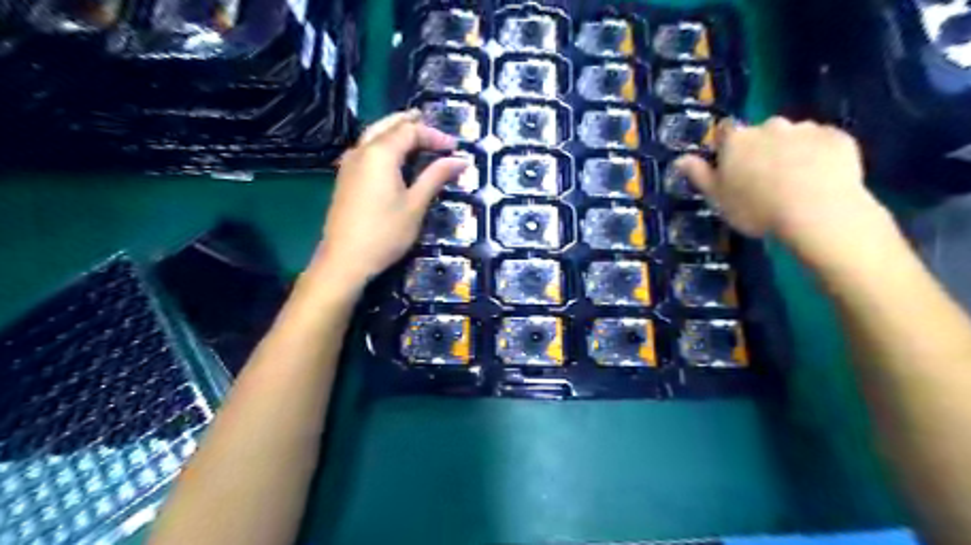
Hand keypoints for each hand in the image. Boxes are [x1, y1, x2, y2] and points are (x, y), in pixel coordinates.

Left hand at [312, 108, 462, 290]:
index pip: (410, 131)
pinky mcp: (345, 178)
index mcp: (380, 153)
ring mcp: (349, 164)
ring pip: (373, 135)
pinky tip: (391, 156)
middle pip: (387, 125)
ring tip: (413, 133)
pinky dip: (383, 144)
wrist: (345, 259)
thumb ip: (436, 177)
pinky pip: (366, 149)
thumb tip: (460, 160)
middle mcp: (361, 151)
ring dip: (394, 131)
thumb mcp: (416, 205)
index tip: (455, 148)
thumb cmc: (385, 233)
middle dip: (410, 122)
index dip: (434, 136)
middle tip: (429, 122)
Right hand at [677, 115, 886, 258]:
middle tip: (764, 179)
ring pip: (794, 136)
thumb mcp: (717, 198)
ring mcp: (807, 129)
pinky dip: (820, 155)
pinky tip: (821, 179)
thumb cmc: (756, 208)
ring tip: (796, 182)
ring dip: (791, 151)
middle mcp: (770, 126)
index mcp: (737, 140)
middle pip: (761, 132)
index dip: (726, 146)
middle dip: (761, 148)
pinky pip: (824, 142)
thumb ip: (699, 175)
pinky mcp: (838, 137)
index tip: (730, 165)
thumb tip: (679, 159)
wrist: (817, 211)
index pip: (725, 130)